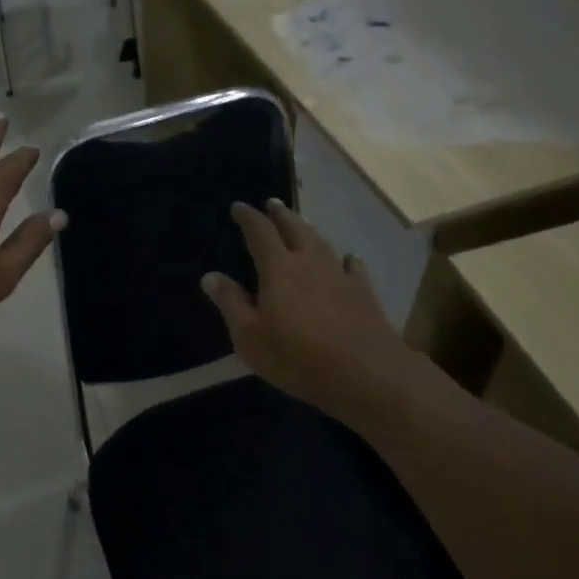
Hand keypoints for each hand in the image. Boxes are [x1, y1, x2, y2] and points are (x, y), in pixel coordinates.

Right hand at [201, 199, 426, 422]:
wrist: (368, 375)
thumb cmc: (299, 358)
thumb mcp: (251, 338)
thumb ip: (231, 304)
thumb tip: (211, 276)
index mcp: (278, 269)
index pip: (260, 232)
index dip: (248, 217)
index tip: (238, 207)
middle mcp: (310, 262)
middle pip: (294, 228)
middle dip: (280, 214)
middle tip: (271, 203)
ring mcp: (340, 275)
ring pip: (322, 242)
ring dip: (308, 229)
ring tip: (302, 223)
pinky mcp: (365, 293)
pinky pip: (353, 266)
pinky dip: (346, 258)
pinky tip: (348, 259)